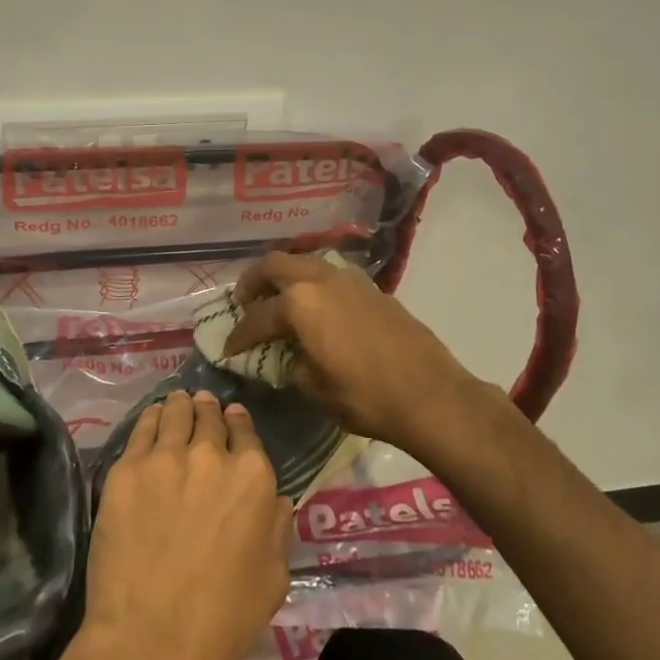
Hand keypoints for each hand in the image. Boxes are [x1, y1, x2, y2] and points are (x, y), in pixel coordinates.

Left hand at [85, 391, 291, 659]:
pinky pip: (143, 428)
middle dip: (208, 410)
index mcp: (253, 478)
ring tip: (177, 403)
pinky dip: (152, 418)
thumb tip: (277, 500)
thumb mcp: (273, 580)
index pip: (246, 432)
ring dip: (181, 406)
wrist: (151, 637)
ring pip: (176, 412)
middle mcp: (212, 455)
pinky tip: (153, 418)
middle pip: (209, 416)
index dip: (238, 423)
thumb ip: (278, 529)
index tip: (232, 419)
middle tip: (202, 406)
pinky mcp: (127, 468)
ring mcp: (165, 457)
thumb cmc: (222, 619)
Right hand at [222, 250, 477, 450]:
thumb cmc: (365, 396)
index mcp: (299, 303)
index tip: (228, 349)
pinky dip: (312, 285)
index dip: (238, 335)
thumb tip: (285, 357)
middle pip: (275, 265)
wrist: (430, 395)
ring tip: (278, 301)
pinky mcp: (372, 288)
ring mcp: (349, 279)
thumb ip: (291, 364)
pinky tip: (316, 309)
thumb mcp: (315, 388)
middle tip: (244, 301)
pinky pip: (330, 275)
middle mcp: (320, 279)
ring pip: (305, 262)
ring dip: (285, 277)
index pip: (257, 316)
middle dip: (253, 281)